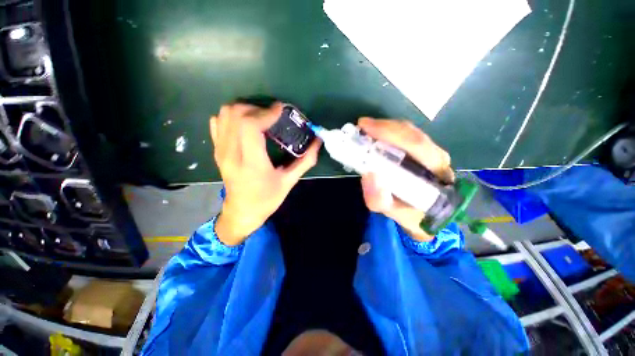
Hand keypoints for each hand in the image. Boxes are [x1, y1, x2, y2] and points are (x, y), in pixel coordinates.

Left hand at [210, 102, 321, 245]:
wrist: (242, 212)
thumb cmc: (267, 199)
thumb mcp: (289, 182)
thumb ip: (305, 161)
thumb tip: (317, 142)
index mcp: (251, 163)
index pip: (250, 126)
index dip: (266, 113)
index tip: (280, 109)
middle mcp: (231, 154)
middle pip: (235, 114)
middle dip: (256, 108)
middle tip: (271, 116)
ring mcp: (220, 151)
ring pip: (224, 115)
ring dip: (244, 110)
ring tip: (259, 118)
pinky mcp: (216, 151)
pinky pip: (217, 122)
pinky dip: (231, 117)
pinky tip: (244, 124)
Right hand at [358, 118, 453, 241]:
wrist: (425, 216)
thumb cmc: (411, 214)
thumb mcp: (393, 213)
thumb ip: (379, 199)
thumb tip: (368, 174)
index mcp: (436, 172)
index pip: (417, 145)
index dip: (390, 133)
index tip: (366, 128)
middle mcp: (438, 158)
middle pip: (412, 133)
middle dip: (385, 127)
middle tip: (361, 126)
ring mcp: (431, 152)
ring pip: (409, 132)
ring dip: (385, 128)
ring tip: (365, 130)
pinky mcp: (422, 152)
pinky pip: (405, 136)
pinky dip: (387, 133)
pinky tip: (374, 135)